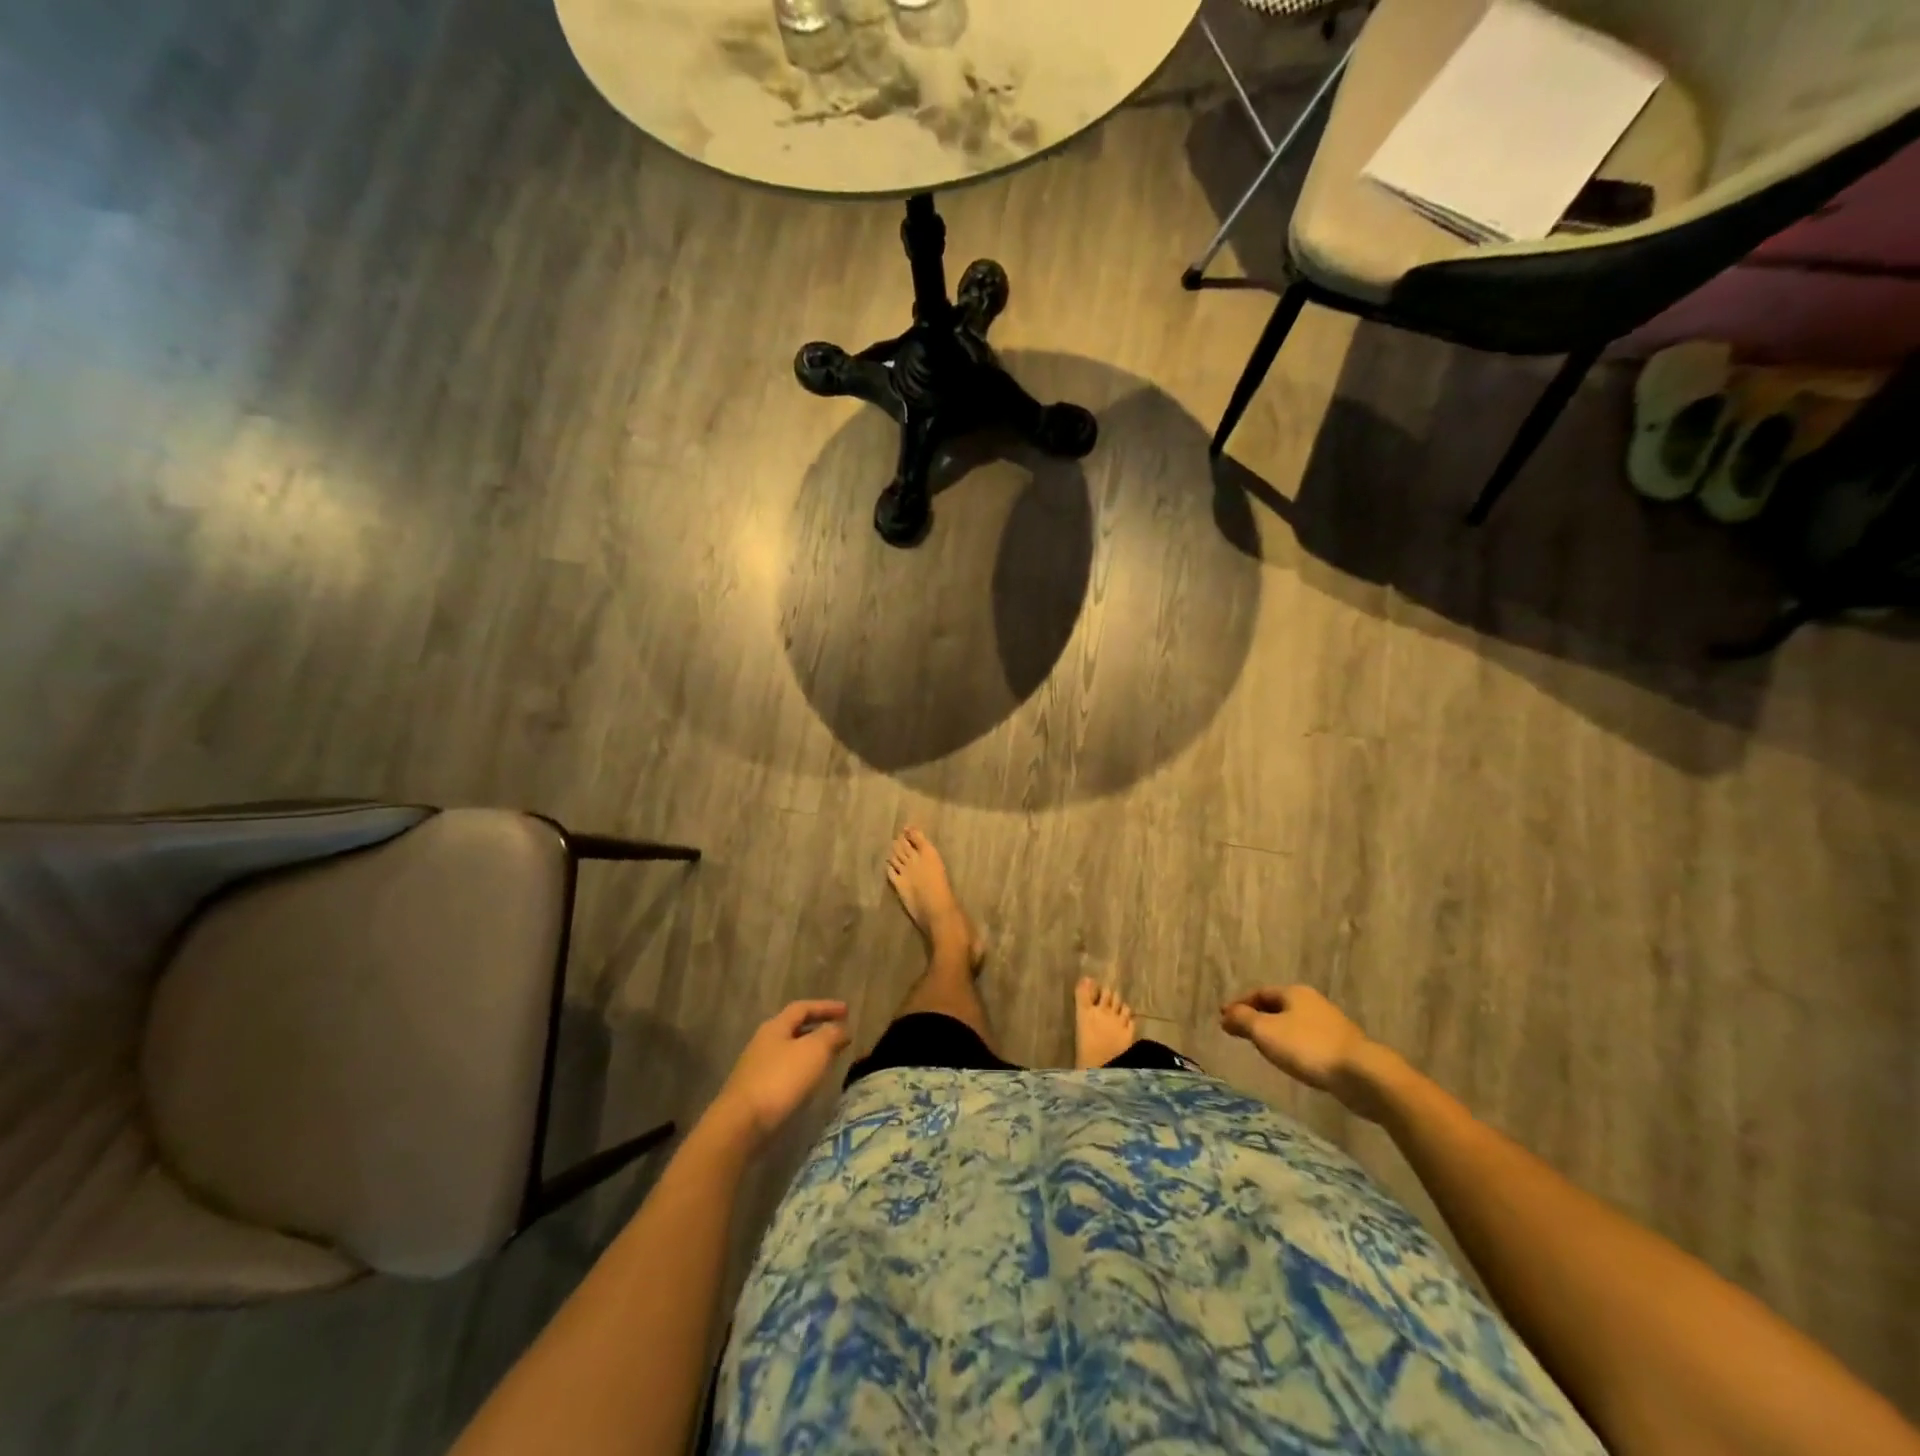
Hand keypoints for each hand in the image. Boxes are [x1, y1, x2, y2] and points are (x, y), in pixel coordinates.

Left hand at [709, 1000, 851, 1147]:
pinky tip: (810, 1084)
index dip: (826, 1007)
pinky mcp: (755, 1093)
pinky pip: (784, 1073)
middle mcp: (763, 1043)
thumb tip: (841, 1028)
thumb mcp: (814, 1051)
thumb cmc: (780, 1080)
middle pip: (794, 1029)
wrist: (741, 1125)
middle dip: (818, 1029)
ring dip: (810, 1052)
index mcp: (775, 1027)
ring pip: (789, 1052)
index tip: (847, 1011)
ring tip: (829, 1059)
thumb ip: (831, 1035)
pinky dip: (801, 1072)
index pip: (803, 1008)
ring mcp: (756, 1069)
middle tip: (839, 1034)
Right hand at [1220, 985, 1379, 1114]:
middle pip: (1277, 1006)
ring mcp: (1330, 1024)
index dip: (1239, 1005)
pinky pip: (1307, 1040)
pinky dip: (1291, 1045)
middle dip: (1256, 1017)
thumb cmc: (1307, 1047)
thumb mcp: (1266, 1031)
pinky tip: (1289, 1060)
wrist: (1361, 1074)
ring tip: (1261, 1047)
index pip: (1259, 993)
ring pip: (1293, 1023)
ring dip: (1274, 1032)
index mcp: (1294, 992)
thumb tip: (1226, 1014)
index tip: (1223, 1018)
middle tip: (1239, 1031)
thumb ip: (1243, 1020)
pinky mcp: (1341, 1046)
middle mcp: (1312, 1002)